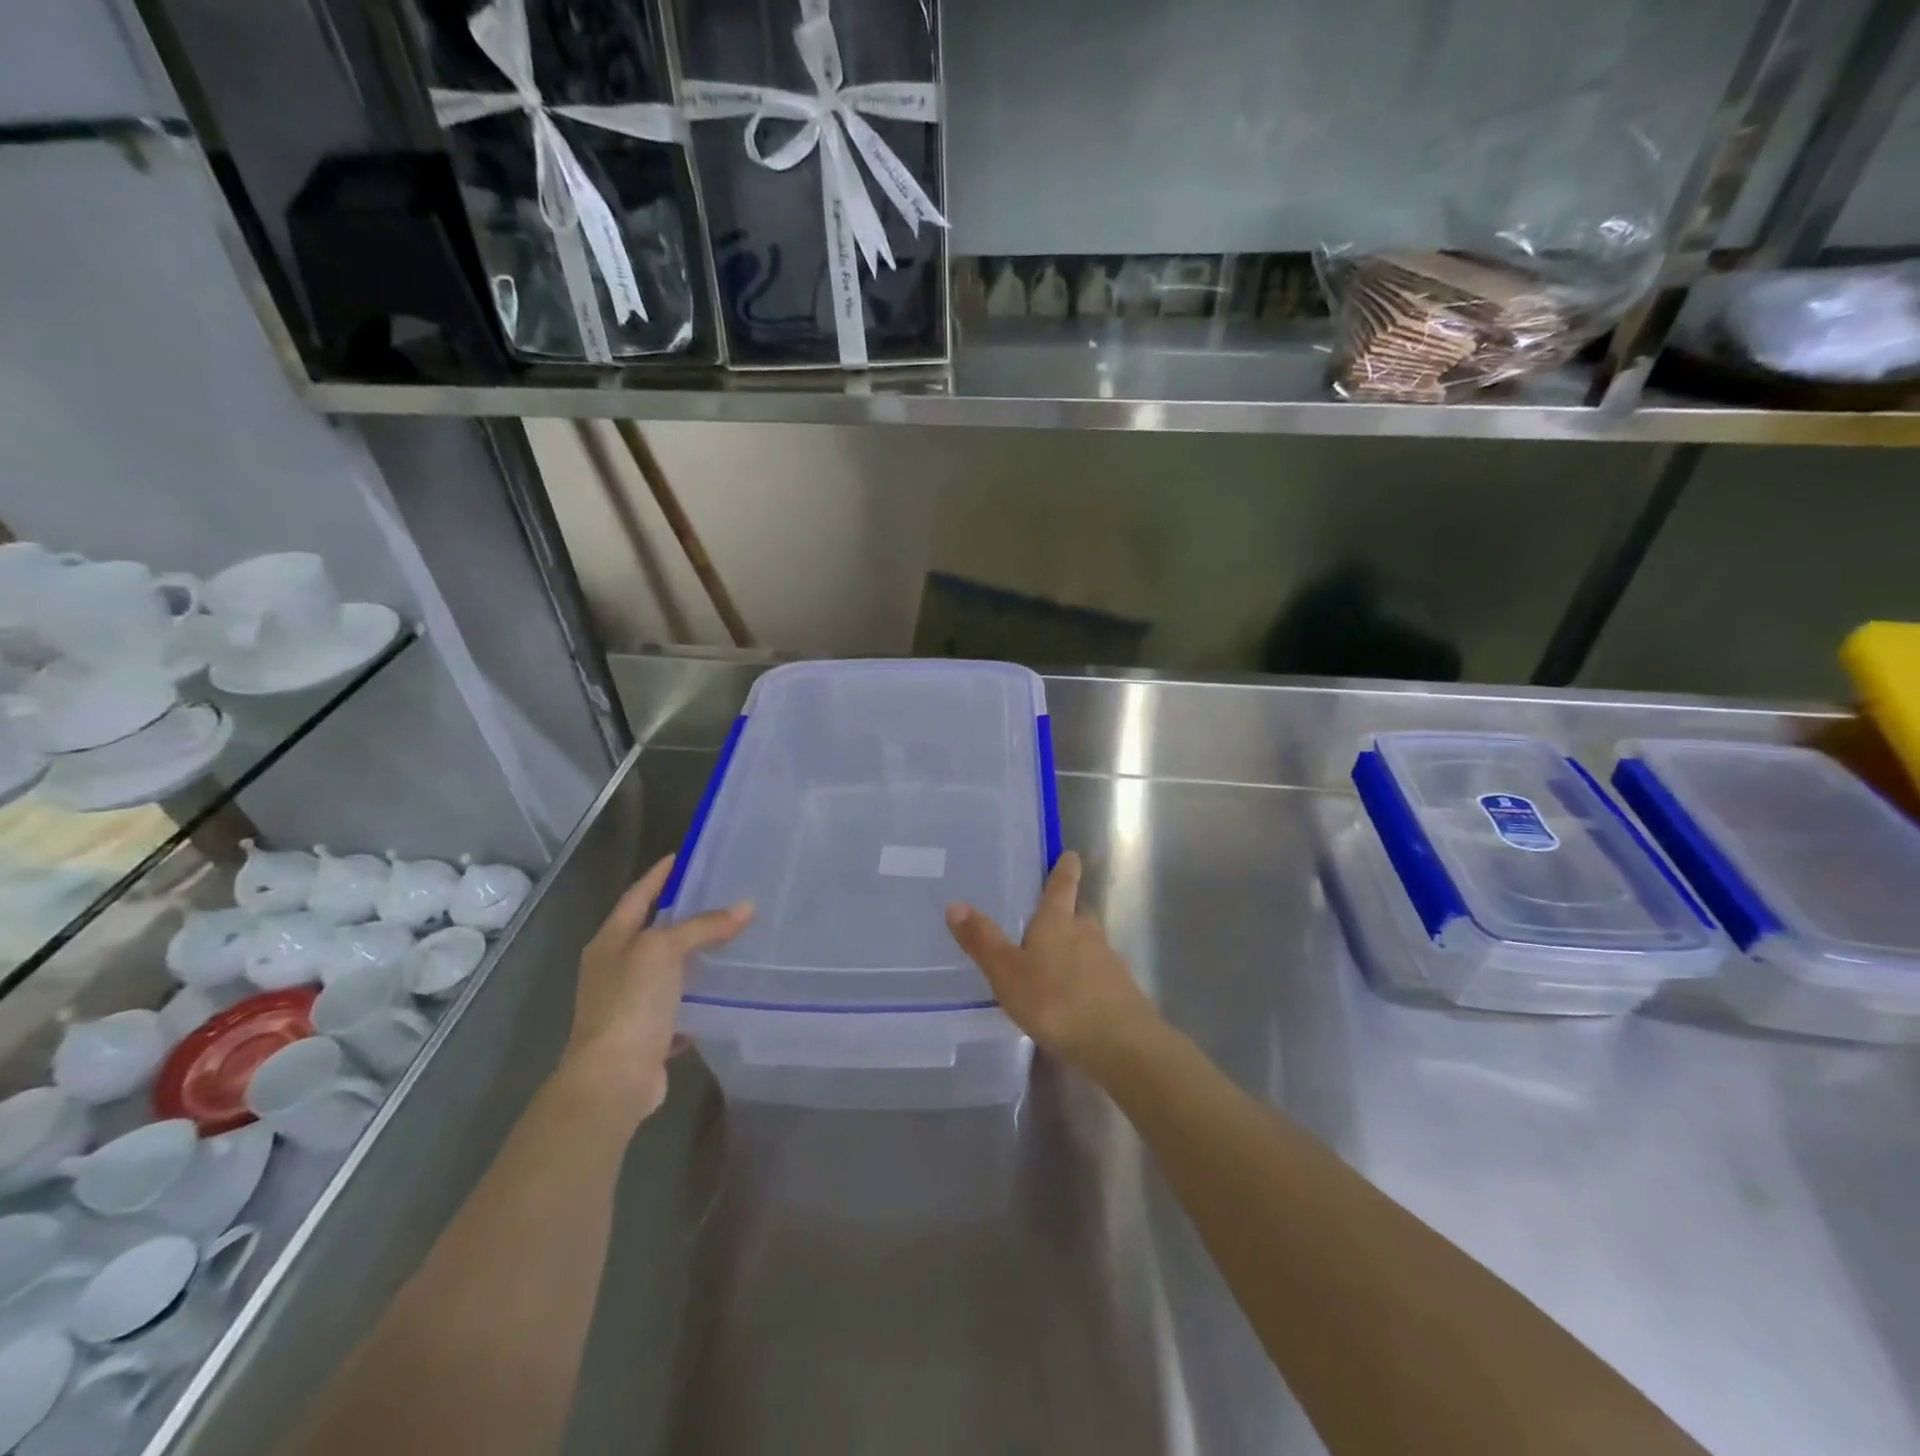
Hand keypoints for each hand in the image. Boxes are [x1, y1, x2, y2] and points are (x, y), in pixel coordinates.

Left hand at [557, 854, 751, 1126]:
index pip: (637, 897)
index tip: (681, 857)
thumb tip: (745, 907)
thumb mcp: (664, 950)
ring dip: (691, 959)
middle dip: (680, 917)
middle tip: (718, 896)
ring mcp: (627, 1005)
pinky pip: (677, 1009)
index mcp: (609, 943)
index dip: (658, 876)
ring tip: (729, 941)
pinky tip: (721, 993)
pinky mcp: (646, 1036)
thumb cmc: (630, 1003)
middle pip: (650, 934)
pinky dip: (696, 1000)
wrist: (613, 1080)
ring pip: (665, 972)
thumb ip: (703, 926)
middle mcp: (614, 970)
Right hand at [944, 851, 1160, 1078]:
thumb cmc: (1056, 1001)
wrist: (1120, 1044)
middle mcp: (1087, 934)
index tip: (1071, 855)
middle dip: (1067, 912)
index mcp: (1058, 922)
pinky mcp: (1120, 991)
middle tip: (1050, 915)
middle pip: (1078, 914)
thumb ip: (982, 941)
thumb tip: (954, 903)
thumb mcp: (1008, 972)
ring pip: (1089, 945)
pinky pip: (1098, 975)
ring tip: (1054, 960)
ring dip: (1075, 947)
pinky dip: (1085, 978)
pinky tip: (1073, 996)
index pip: (1061, 886)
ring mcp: (1107, 962)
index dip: (1064, 869)